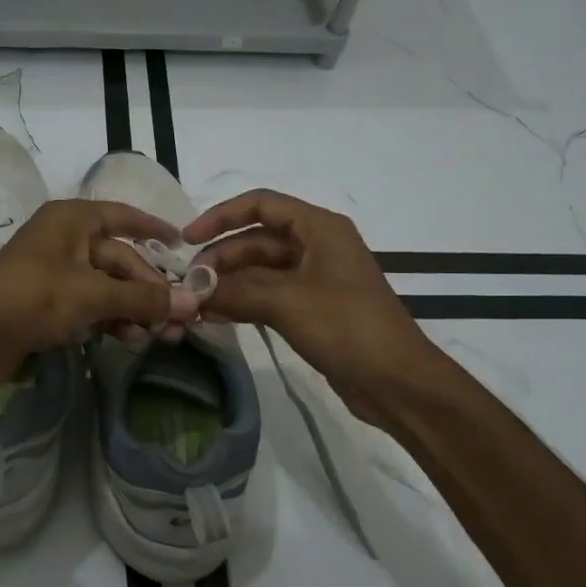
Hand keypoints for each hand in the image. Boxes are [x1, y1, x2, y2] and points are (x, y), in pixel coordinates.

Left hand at [0, 199, 199, 392]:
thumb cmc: (33, 298)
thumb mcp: (92, 295)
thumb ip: (143, 298)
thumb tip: (194, 302)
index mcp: (72, 220)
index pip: (124, 216)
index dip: (154, 229)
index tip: (183, 244)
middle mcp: (66, 239)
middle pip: (121, 259)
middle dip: (150, 289)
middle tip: (180, 318)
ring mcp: (57, 271)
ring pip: (109, 286)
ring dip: (135, 309)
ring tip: (161, 336)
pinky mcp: (50, 302)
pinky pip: (92, 305)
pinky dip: (112, 319)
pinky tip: (132, 340)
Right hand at [185, 189, 437, 429]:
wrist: (397, 381)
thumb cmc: (346, 327)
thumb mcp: (286, 302)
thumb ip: (235, 291)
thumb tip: (192, 290)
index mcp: (319, 228)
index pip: (261, 205)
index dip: (221, 216)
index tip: (187, 239)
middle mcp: (317, 246)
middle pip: (257, 239)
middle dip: (222, 258)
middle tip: (190, 284)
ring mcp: (316, 279)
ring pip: (261, 270)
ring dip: (229, 283)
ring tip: (197, 303)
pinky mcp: (314, 309)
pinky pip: (270, 296)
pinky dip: (244, 303)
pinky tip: (216, 317)